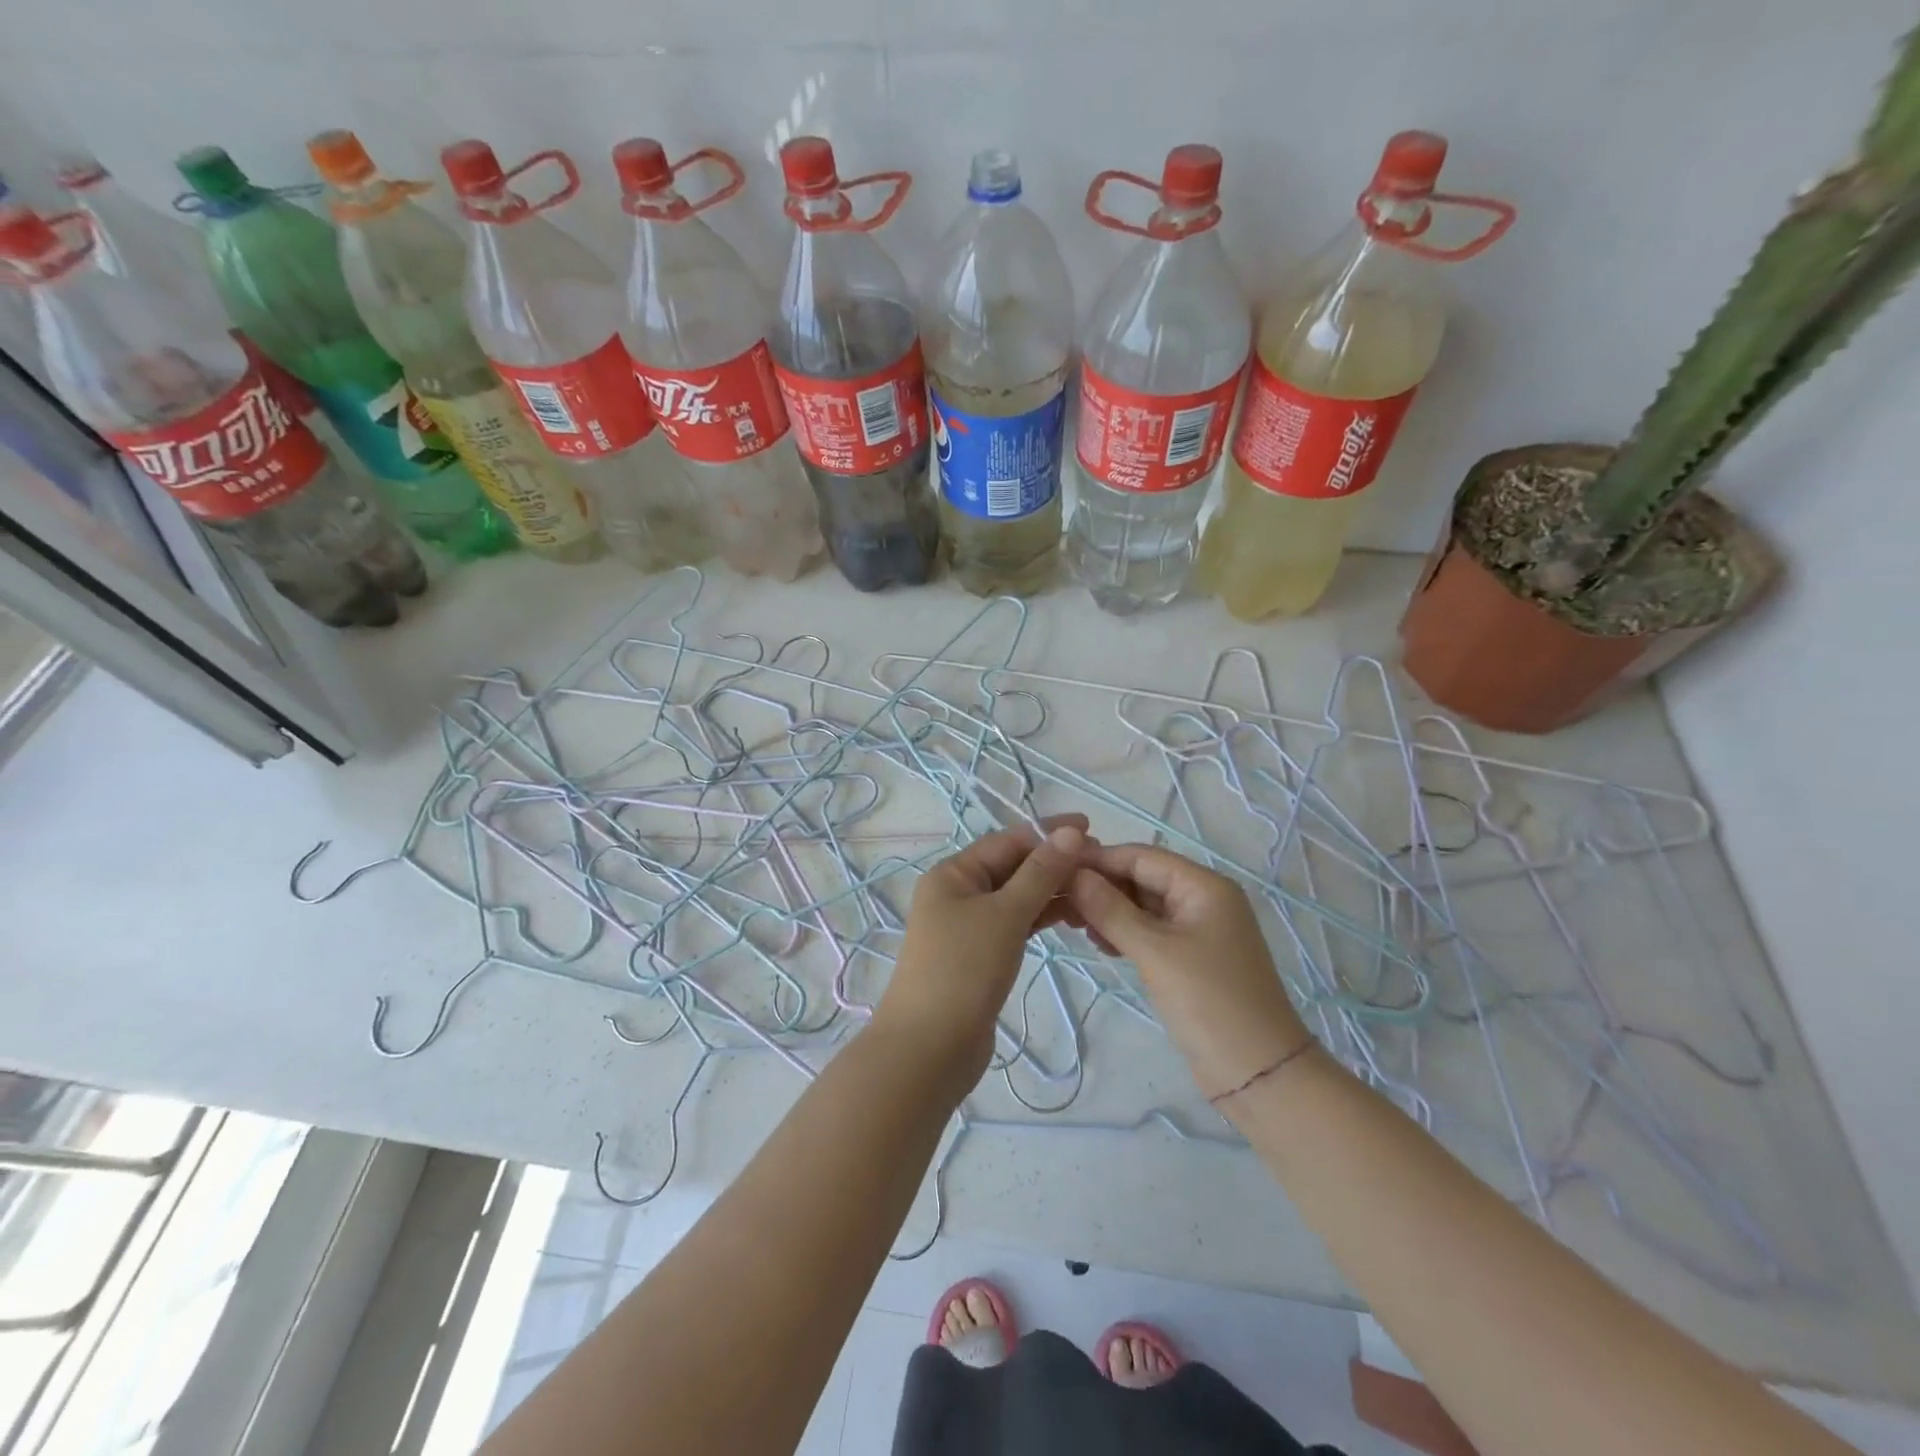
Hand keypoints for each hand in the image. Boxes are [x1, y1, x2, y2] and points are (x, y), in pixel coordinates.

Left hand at [872, 815, 1095, 1097]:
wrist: (930, 1049)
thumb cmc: (964, 970)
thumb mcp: (1005, 914)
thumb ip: (1040, 873)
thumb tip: (1071, 832)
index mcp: (953, 873)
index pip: (1007, 840)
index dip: (1048, 831)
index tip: (1091, 827)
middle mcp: (957, 893)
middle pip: (1012, 866)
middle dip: (1054, 861)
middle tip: (1102, 863)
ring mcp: (968, 926)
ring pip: (1017, 897)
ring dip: (1052, 890)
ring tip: (1095, 890)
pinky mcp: (980, 955)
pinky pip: (1016, 923)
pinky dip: (1041, 918)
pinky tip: (1072, 918)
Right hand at [1067, 844, 1313, 1101]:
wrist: (1259, 1073)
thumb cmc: (1209, 1001)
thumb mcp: (1154, 952)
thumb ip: (1110, 910)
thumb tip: (1072, 874)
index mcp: (1203, 885)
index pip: (1141, 856)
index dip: (1098, 859)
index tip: (1054, 867)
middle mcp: (1202, 898)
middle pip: (1142, 877)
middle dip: (1101, 886)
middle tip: (1058, 901)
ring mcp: (1198, 929)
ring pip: (1143, 905)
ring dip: (1109, 910)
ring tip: (1072, 923)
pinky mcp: (1190, 957)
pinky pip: (1150, 930)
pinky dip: (1124, 932)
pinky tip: (1099, 943)